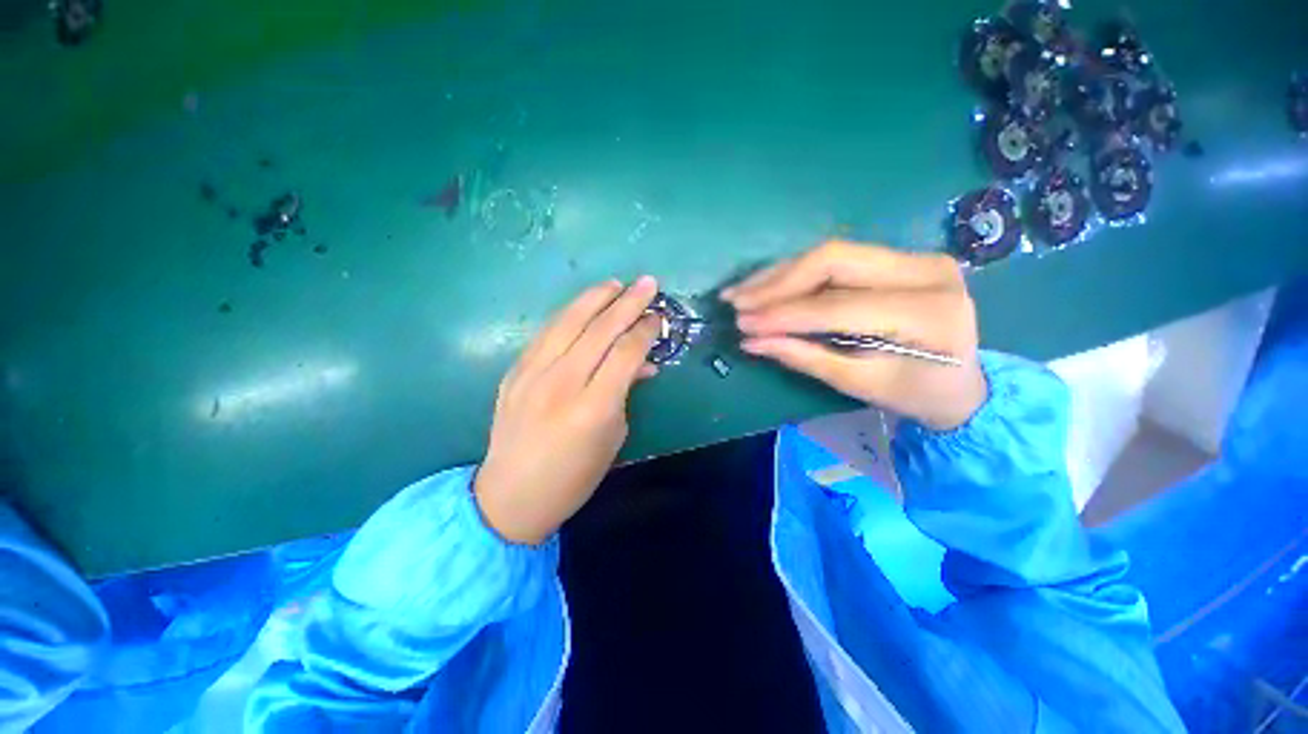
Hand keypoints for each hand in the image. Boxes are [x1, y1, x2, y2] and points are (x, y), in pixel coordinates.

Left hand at [475, 277, 661, 544]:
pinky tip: (583, 306)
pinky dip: (568, 315)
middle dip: (627, 302)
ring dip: (594, 298)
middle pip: (599, 330)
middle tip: (647, 283)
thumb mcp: (614, 436)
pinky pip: (546, 334)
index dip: (645, 330)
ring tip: (615, 284)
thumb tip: (642, 363)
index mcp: (593, 408)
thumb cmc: (574, 476)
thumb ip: (626, 393)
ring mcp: (532, 374)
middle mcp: (561, 384)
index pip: (625, 353)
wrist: (511, 495)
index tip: (659, 317)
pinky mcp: (514, 372)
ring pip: (568, 322)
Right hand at [723, 241, 986, 430]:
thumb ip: (806, 357)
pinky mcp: (898, 257)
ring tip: (740, 292)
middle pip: (833, 260)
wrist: (962, 382)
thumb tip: (752, 342)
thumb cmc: (914, 393)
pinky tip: (765, 284)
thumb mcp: (860, 383)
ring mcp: (914, 256)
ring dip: (778, 274)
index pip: (840, 305)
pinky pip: (835, 259)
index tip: (744, 325)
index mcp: (928, 312)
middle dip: (777, 283)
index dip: (786, 314)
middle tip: (736, 301)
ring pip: (829, 254)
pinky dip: (794, 273)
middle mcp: (926, 270)